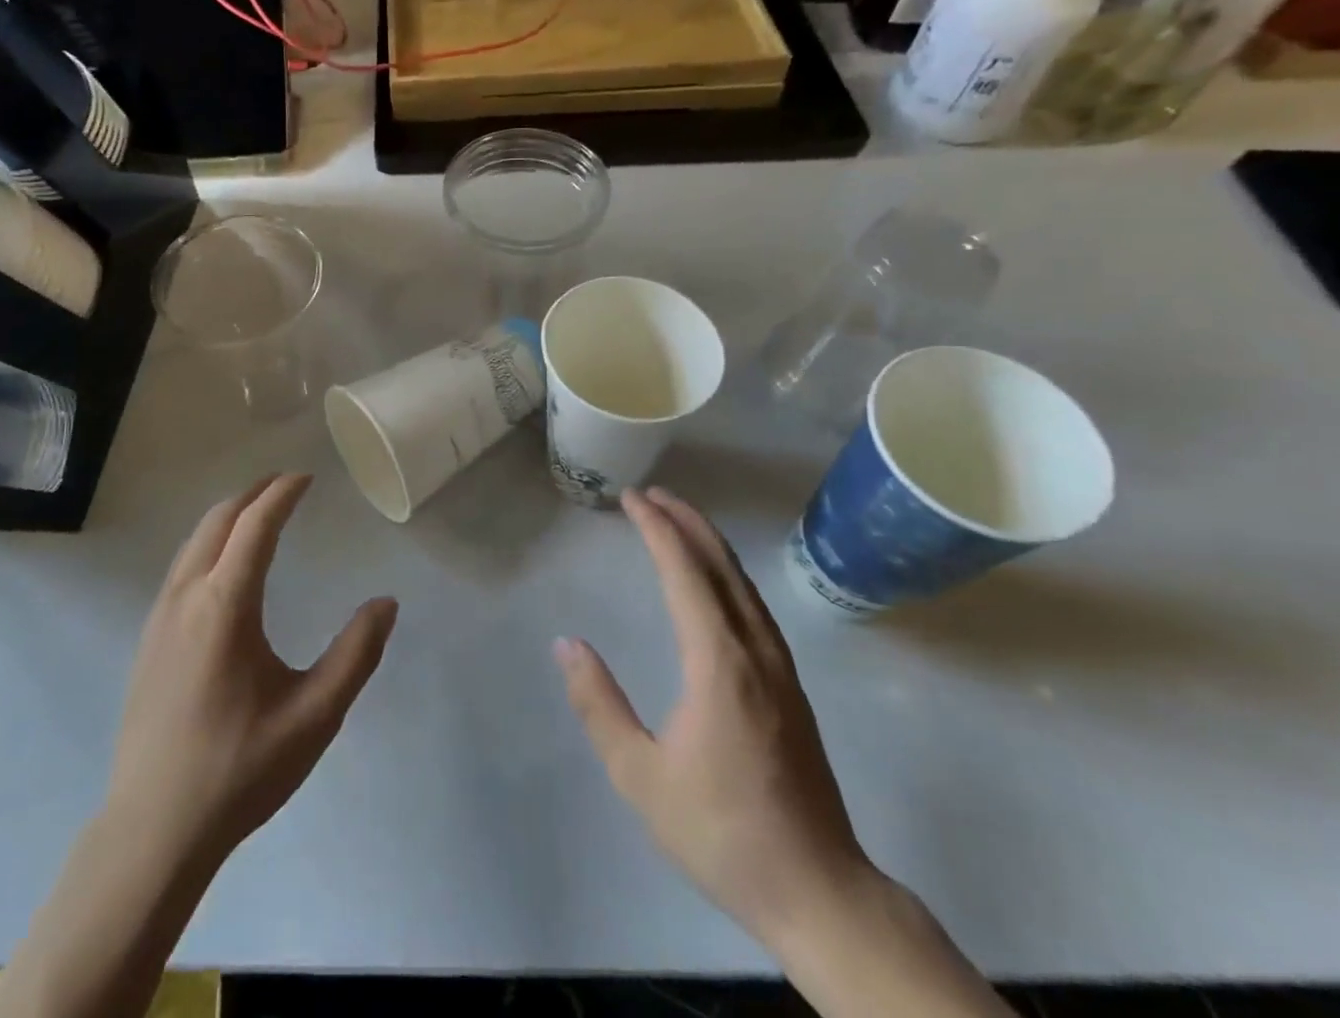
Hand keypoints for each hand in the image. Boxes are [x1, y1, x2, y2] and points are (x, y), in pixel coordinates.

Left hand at [104, 474, 397, 873]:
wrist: (152, 830)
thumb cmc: (239, 769)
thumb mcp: (314, 716)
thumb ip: (355, 655)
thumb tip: (385, 603)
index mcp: (224, 605)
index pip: (255, 525)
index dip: (282, 493)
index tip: (306, 476)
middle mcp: (186, 597)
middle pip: (218, 521)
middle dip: (253, 494)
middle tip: (287, 485)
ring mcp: (159, 617)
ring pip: (194, 542)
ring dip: (228, 516)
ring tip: (260, 514)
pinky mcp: (147, 639)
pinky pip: (181, 567)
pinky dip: (209, 543)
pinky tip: (225, 567)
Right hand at [553, 488, 872, 945]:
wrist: (819, 893)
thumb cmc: (722, 832)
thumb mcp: (640, 776)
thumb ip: (599, 704)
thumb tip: (567, 644)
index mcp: (719, 663)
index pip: (686, 573)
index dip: (657, 529)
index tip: (631, 498)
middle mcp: (755, 652)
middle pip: (722, 566)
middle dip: (685, 522)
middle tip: (650, 494)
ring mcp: (780, 669)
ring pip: (743, 584)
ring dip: (709, 544)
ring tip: (677, 521)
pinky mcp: (790, 688)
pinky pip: (754, 607)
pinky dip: (726, 574)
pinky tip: (714, 582)